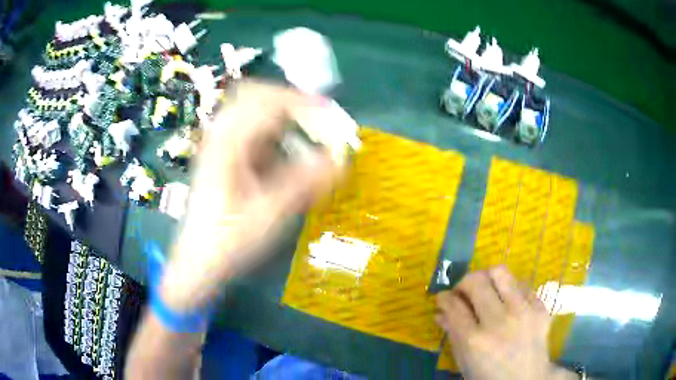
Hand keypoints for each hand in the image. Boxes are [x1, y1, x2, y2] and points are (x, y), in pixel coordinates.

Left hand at [160, 81, 341, 311]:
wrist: (198, 261)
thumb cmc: (228, 241)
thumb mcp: (270, 214)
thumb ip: (306, 183)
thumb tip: (342, 159)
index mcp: (228, 143)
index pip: (268, 101)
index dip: (304, 104)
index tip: (332, 117)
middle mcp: (221, 135)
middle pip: (256, 95)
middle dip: (291, 103)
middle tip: (318, 121)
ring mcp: (220, 144)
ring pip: (253, 110)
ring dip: (283, 116)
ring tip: (307, 135)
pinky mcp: (224, 156)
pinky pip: (251, 130)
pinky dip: (273, 132)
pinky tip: (285, 153)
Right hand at [435, 266, 576, 379]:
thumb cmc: (489, 376)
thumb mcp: (465, 361)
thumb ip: (453, 334)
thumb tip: (441, 312)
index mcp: (475, 341)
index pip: (454, 305)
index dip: (444, 297)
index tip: (444, 297)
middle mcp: (499, 321)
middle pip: (476, 282)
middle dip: (463, 282)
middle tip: (463, 291)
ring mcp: (523, 311)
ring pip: (500, 272)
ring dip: (487, 278)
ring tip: (487, 289)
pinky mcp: (540, 307)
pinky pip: (522, 284)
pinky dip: (511, 289)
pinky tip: (509, 302)